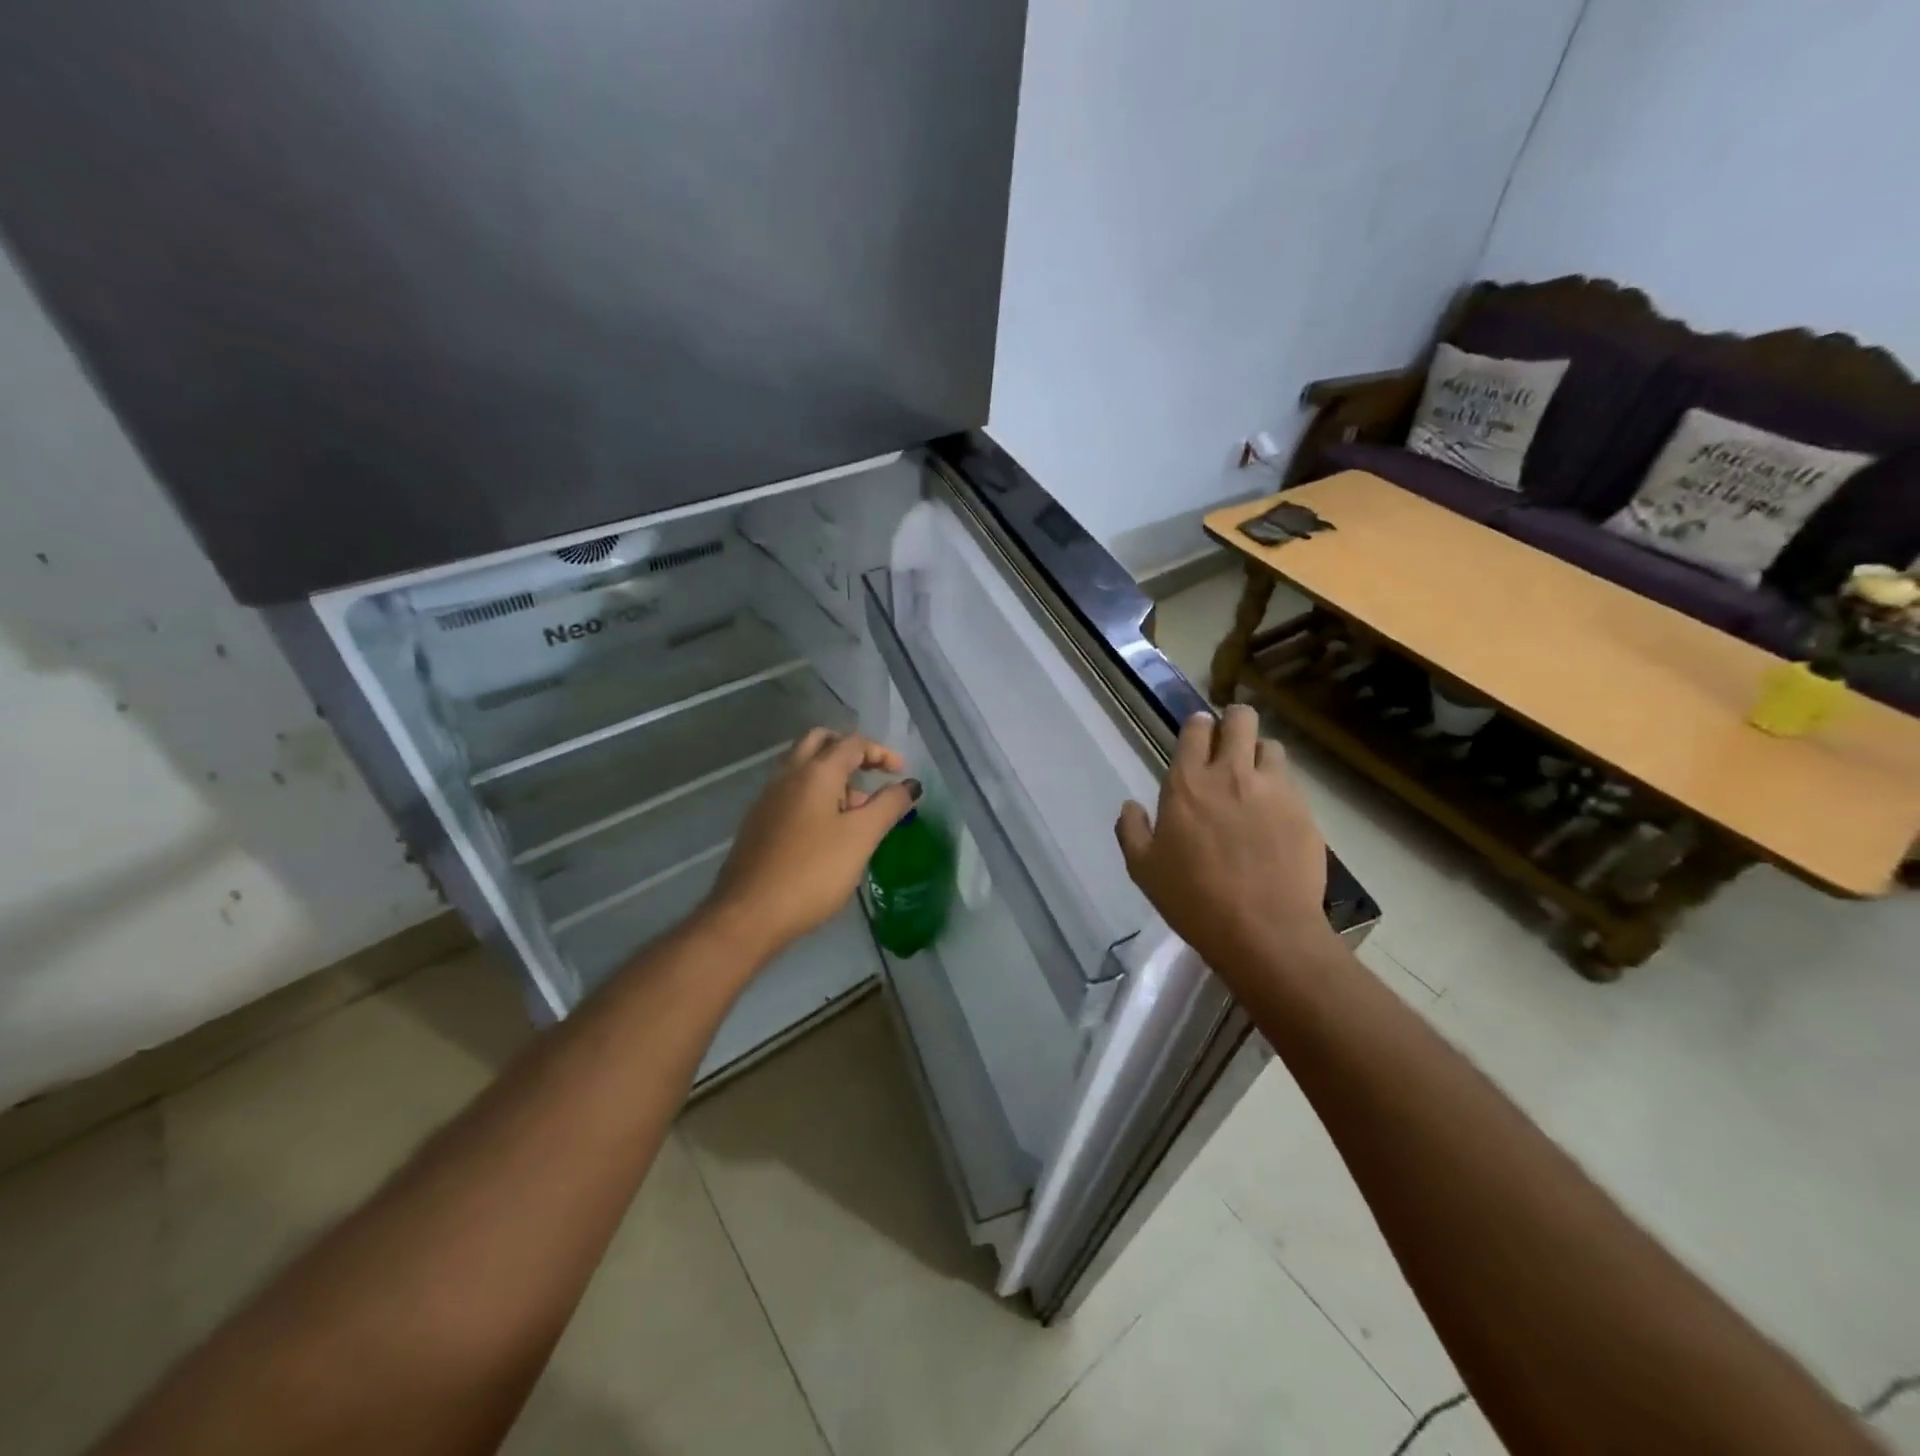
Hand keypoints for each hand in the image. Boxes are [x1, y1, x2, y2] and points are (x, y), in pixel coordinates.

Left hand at [700, 729, 918, 961]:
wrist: (749, 913)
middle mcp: (788, 775)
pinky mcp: (759, 821)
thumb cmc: (813, 872)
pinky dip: (816, 793)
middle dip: (851, 751)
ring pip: (803, 766)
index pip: (852, 743)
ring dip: (833, 773)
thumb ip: (888, 806)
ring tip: (858, 807)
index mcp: (816, 772)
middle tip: (873, 774)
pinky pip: (792, 790)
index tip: (901, 774)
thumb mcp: (861, 838)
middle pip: (820, 742)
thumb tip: (909, 785)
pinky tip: (829, 828)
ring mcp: (769, 798)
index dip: (881, 752)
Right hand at [1115, 706, 1335, 983]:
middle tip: (1228, 745)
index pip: (1196, 728)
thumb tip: (1130, 806)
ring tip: (1254, 781)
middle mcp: (1231, 774)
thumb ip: (1132, 830)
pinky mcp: (1304, 810)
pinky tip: (1274, 816)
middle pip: (1240, 719)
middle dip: (1233, 722)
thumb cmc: (1194, 900)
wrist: (1264, 932)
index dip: (1198, 727)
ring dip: (1259, 755)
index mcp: (1188, 783)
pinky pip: (1291, 783)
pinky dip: (1280, 789)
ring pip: (1271, 746)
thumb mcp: (1144, 870)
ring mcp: (1273, 789)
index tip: (1198, 737)